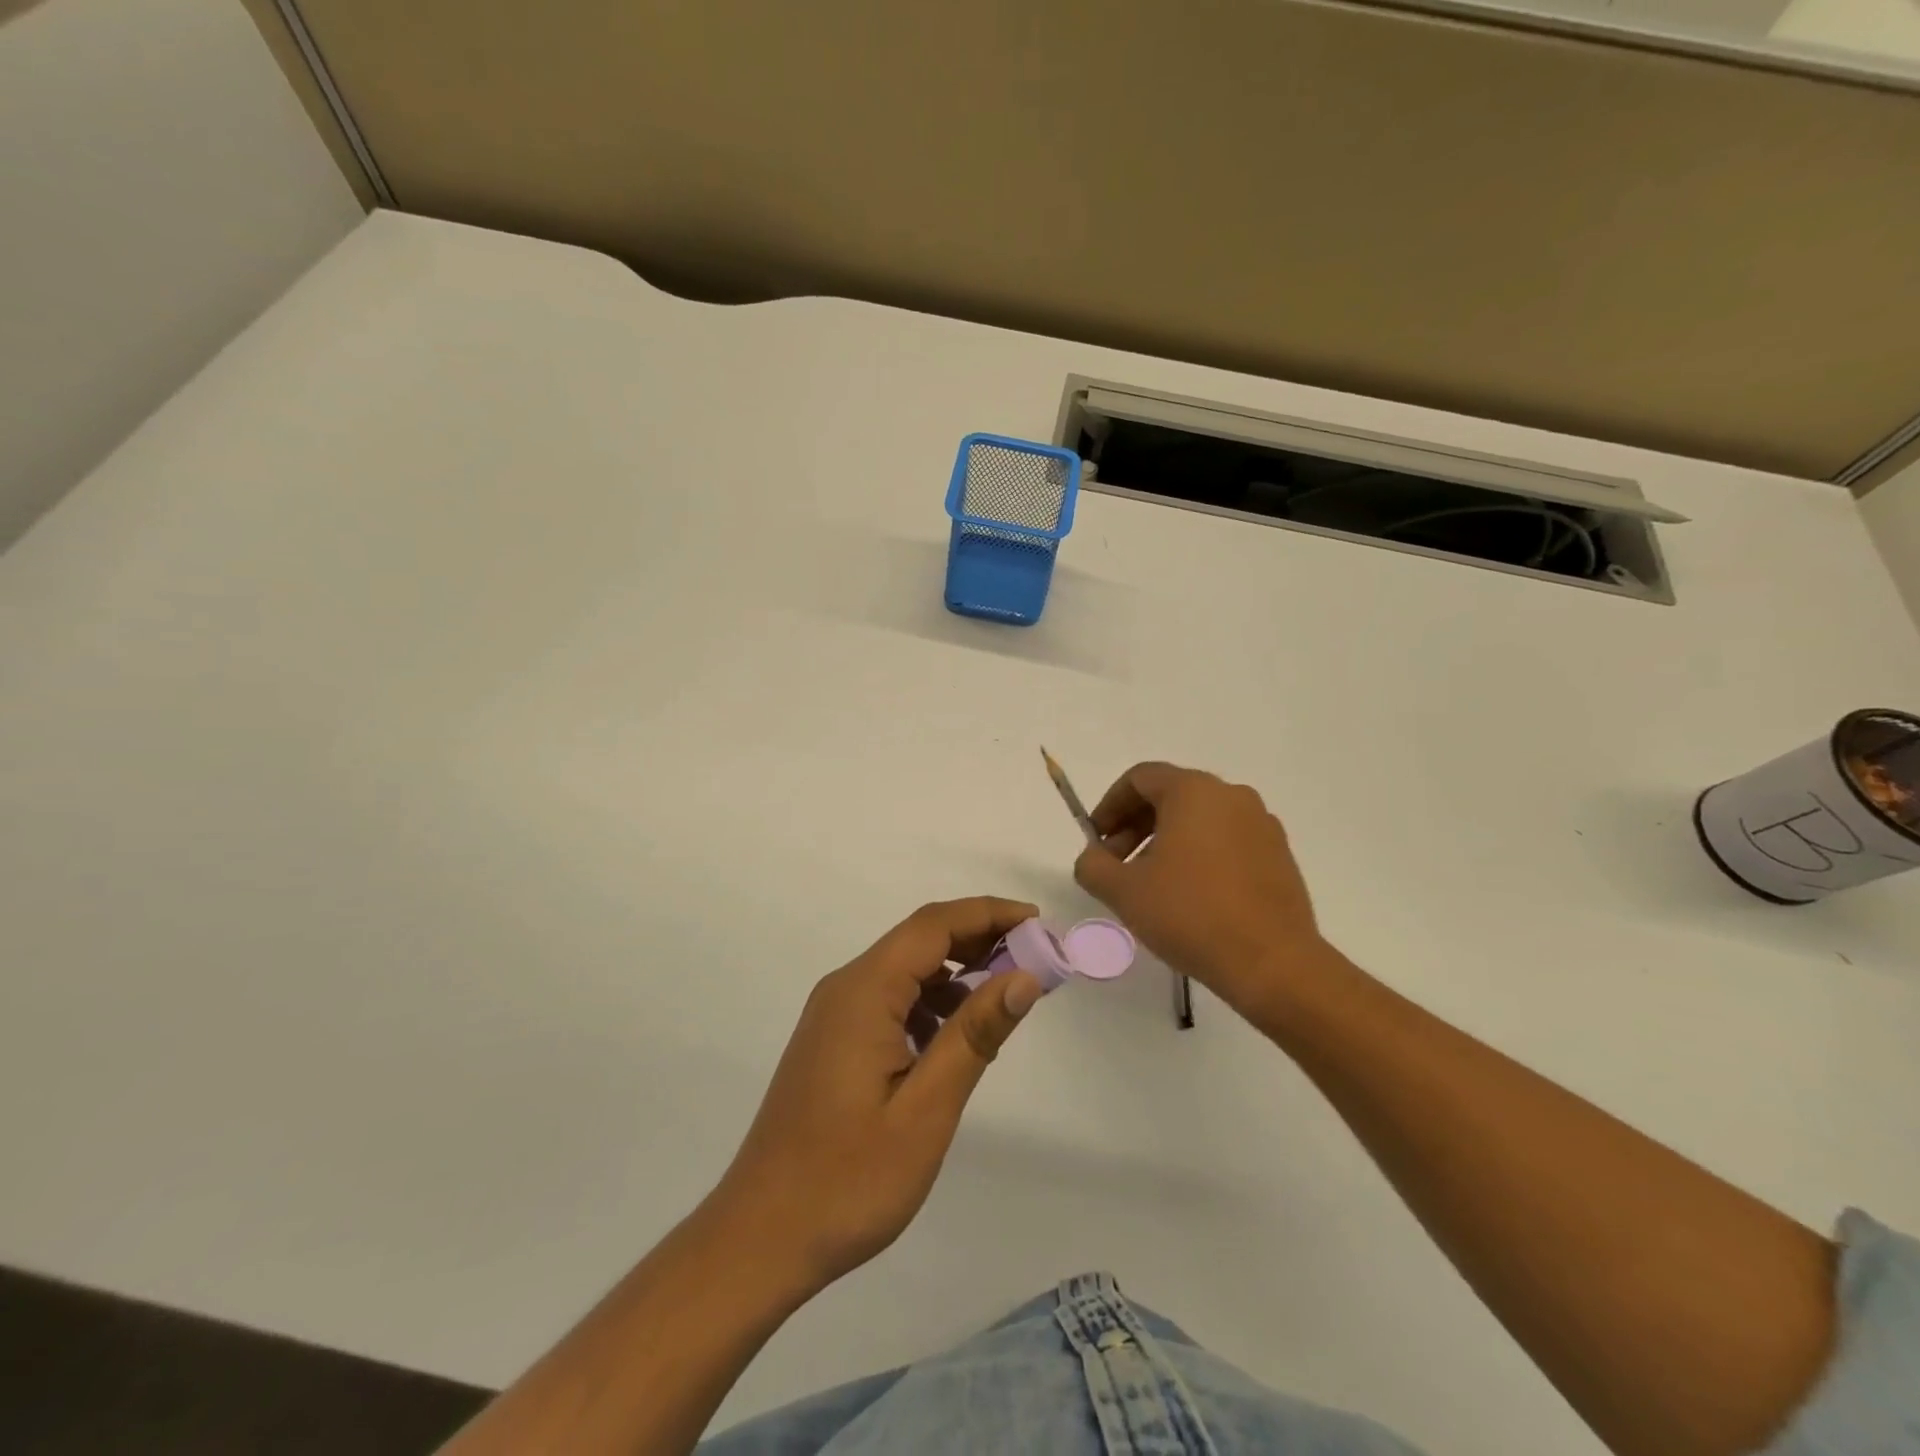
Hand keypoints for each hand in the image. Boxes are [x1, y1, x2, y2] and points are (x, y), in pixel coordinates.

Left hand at [707, 898, 1044, 1296]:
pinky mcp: (834, 1040)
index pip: (934, 925)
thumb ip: (975, 1035)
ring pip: (906, 969)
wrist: (761, 1237)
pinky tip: (955, 1037)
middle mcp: (846, 988)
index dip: (988, 914)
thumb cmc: (848, 1179)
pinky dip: (931, 1002)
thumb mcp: (926, 1108)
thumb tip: (1025, 978)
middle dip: (979, 939)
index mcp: (865, 991)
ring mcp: (835, 1014)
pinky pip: (890, 999)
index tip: (1038, 923)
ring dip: (957, 973)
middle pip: (920, 940)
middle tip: (1034, 959)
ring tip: (1005, 997)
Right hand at [1073, 762, 1329, 1014]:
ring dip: (1166, 841)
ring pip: (1200, 819)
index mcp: (1194, 791)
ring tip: (1151, 884)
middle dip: (1135, 825)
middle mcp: (1232, 795)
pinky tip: (1191, 896)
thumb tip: (1093, 858)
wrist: (1272, 963)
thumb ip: (1093, 865)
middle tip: (1116, 864)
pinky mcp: (1279, 855)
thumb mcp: (1123, 891)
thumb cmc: (1190, 914)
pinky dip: (1200, 855)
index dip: (1109, 805)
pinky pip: (1227, 840)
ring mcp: (1261, 824)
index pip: (1140, 778)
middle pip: (1170, 795)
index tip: (1097, 840)